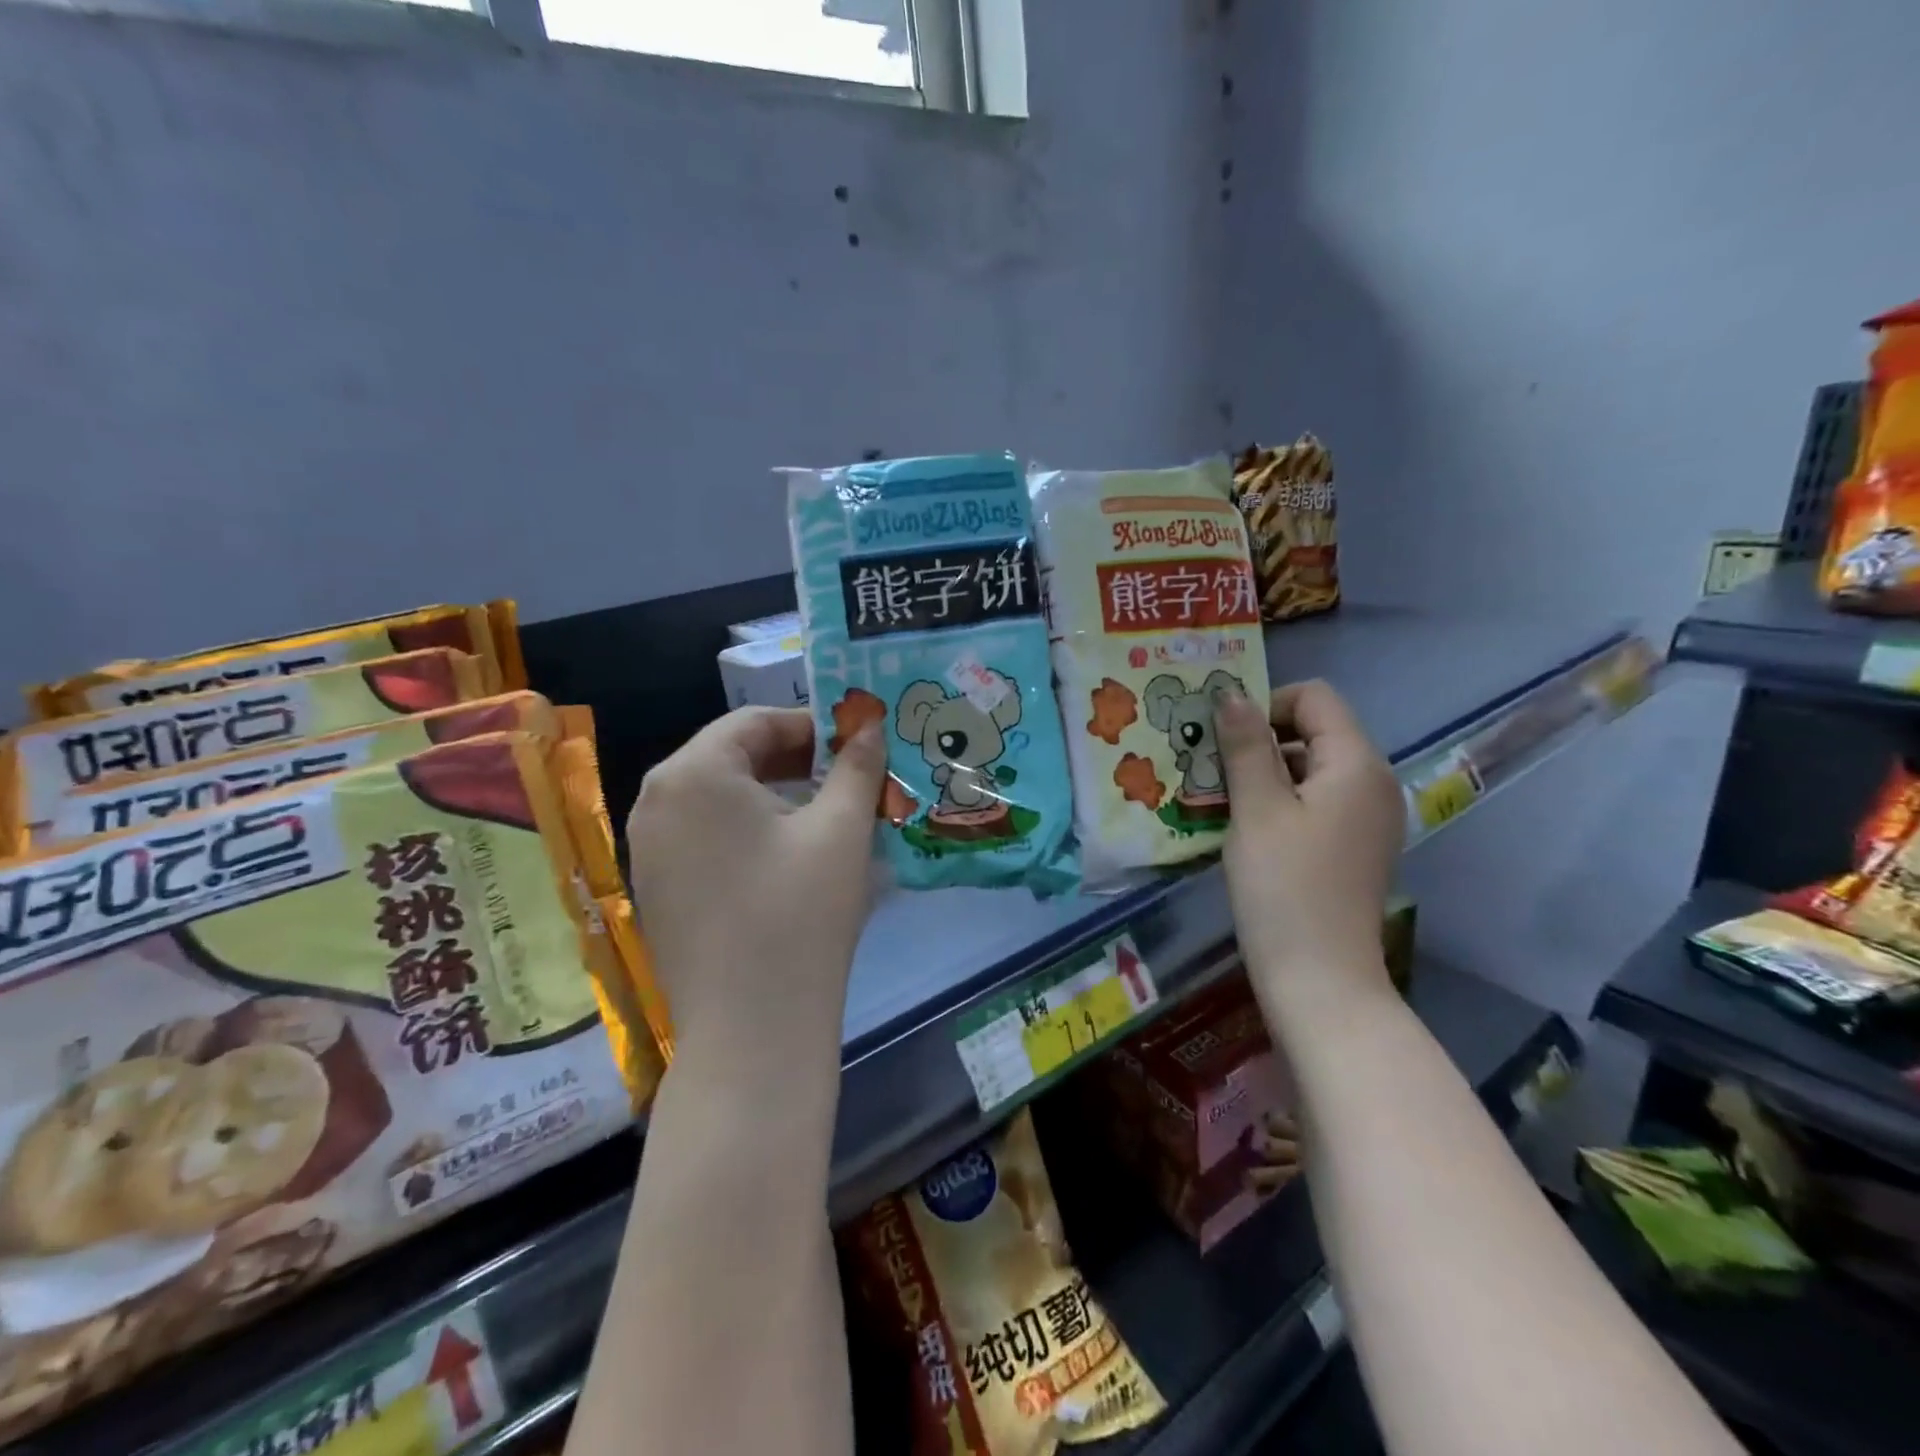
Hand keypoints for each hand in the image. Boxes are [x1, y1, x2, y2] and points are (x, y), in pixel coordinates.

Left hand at [627, 707, 885, 1064]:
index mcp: (692, 774)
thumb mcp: (842, 829)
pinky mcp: (654, 889)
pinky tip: (787, 860)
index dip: (811, 726)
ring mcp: (647, 849)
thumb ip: (857, 765)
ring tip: (825, 818)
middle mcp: (655, 801)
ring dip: (773, 795)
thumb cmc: (801, 914)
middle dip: (794, 760)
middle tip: (847, 781)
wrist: (752, 1032)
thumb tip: (871, 725)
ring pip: (718, 798)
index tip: (856, 746)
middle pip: (732, 756)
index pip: (755, 721)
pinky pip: (704, 835)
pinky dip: (746, 830)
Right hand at [1216, 681, 1404, 1014]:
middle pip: (1314, 730)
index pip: (1314, 697)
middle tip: (1210, 768)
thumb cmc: (1283, 887)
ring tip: (1219, 798)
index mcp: (1357, 764)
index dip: (1265, 704)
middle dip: (1259, 739)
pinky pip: (1315, 801)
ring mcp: (1367, 817)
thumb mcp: (1257, 809)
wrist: (1320, 980)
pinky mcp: (1354, 845)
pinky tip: (1245, 827)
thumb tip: (1231, 693)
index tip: (1223, 738)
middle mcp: (1373, 782)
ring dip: (1264, 772)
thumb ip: (1246, 745)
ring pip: (1310, 768)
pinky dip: (1279, 801)